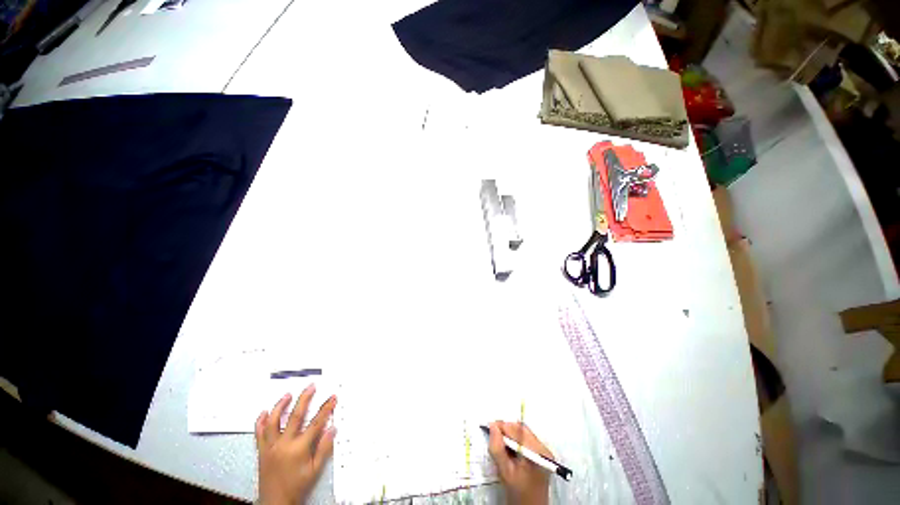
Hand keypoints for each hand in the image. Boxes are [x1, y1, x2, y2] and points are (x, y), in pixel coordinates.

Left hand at [255, 385, 336, 504]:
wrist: (275, 503)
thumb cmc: (297, 487)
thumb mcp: (315, 470)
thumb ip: (323, 448)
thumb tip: (332, 428)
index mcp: (298, 449)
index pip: (316, 423)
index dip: (325, 409)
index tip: (332, 398)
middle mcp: (283, 444)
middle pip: (295, 416)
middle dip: (305, 399)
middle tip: (311, 387)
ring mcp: (270, 447)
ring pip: (273, 421)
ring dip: (280, 406)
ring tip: (287, 395)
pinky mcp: (262, 451)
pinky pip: (259, 433)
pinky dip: (260, 422)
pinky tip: (264, 412)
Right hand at [488, 421, 551, 504]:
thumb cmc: (518, 494)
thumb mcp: (505, 472)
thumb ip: (498, 448)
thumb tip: (492, 426)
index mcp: (536, 453)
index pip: (518, 430)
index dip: (503, 426)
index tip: (490, 426)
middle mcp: (543, 449)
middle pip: (522, 429)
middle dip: (507, 429)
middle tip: (494, 434)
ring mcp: (544, 451)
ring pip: (524, 432)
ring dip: (511, 434)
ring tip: (501, 443)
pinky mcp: (542, 454)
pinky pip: (527, 439)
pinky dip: (516, 440)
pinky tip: (510, 448)